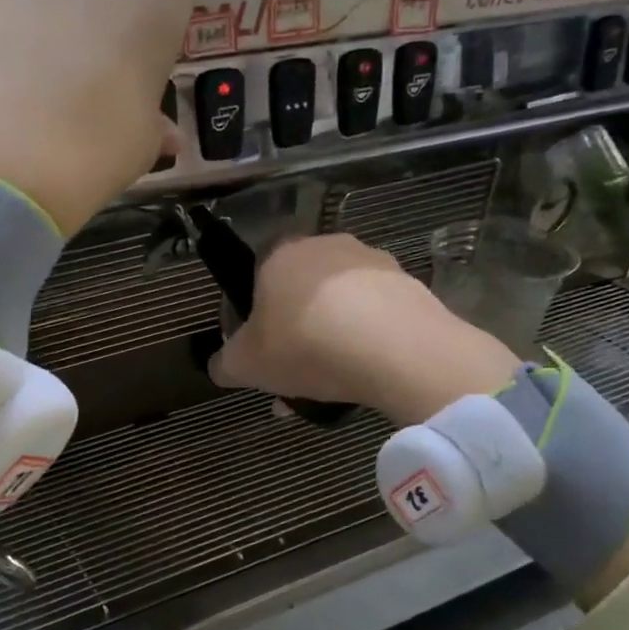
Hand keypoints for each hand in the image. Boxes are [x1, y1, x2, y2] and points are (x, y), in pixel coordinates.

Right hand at [207, 235, 522, 425]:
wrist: (393, 348)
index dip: (258, 319)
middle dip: (297, 331)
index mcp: (278, 256)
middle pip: (301, 292)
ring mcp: (370, 260)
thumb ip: (224, 364)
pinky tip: (365, 372)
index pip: (258, 280)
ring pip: (339, 304)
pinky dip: (366, 339)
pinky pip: (375, 313)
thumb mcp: (245, 366)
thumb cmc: (304, 346)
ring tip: (333, 383)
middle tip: (296, 374)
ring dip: (332, 337)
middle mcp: (324, 246)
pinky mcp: (408, 282)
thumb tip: (220, 366)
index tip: (264, 353)